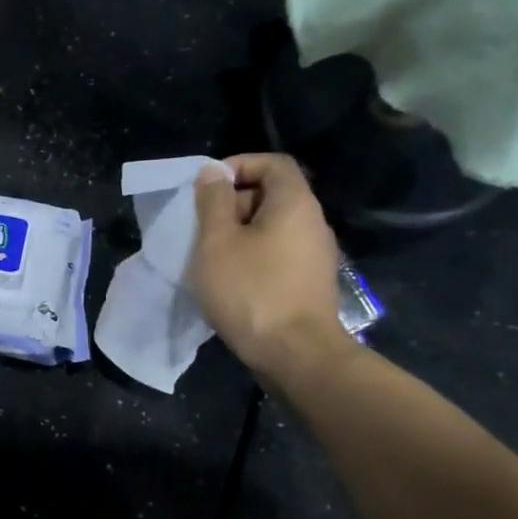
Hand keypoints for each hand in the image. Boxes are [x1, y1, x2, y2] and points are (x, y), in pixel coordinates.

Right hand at [190, 153, 354, 382]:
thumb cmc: (251, 290)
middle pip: (273, 194)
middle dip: (234, 202)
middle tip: (202, 226)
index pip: (273, 163)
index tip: (207, 187)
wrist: (296, 355)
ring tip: (210, 256)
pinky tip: (230, 280)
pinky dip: (252, 255)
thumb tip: (213, 172)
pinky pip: (278, 253)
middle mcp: (312, 222)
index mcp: (294, 203)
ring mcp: (315, 255)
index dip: (239, 165)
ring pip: (273, 227)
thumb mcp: (217, 242)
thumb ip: (214, 202)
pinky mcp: (309, 282)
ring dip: (239, 233)